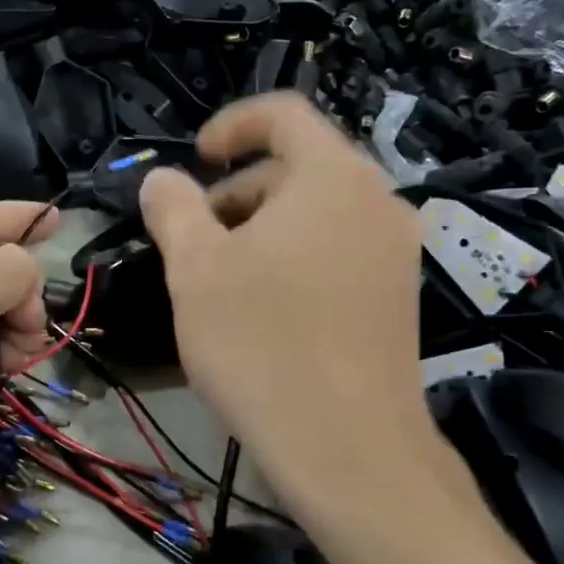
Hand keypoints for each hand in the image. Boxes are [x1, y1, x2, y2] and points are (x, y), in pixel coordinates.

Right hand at [140, 95, 438, 521]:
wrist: (350, 450)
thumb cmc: (263, 344)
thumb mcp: (195, 268)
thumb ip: (173, 208)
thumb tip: (163, 179)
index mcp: (332, 176)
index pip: (283, 114)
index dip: (231, 125)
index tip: (196, 160)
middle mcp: (377, 200)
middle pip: (299, 166)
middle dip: (239, 190)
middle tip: (196, 238)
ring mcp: (397, 250)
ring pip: (318, 212)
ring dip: (264, 227)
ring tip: (223, 279)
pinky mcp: (400, 295)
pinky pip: (339, 249)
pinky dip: (296, 256)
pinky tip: (266, 309)